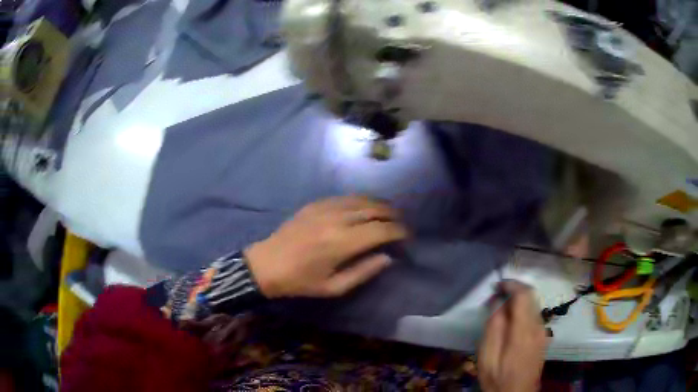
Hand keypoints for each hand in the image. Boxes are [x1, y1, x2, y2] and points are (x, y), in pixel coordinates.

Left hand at [244, 196, 407, 297]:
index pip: (381, 230)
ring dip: (379, 205)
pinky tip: (364, 208)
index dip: (399, 232)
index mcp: (342, 243)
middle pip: (374, 209)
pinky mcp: (316, 203)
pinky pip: (346, 197)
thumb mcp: (334, 287)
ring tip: (388, 215)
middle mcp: (337, 219)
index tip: (407, 237)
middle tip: (401, 224)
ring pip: (361, 199)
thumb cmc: (300, 281)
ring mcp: (325, 207)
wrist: (266, 264)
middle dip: (393, 215)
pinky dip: (361, 201)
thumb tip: (387, 258)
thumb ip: (364, 272)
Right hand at [478, 281, 548, 391]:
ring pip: (533, 305)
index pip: (523, 294)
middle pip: (531, 296)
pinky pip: (534, 315)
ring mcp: (543, 332)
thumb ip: (493, 326)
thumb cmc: (498, 378)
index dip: (511, 284)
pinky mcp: (543, 338)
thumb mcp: (487, 356)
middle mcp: (538, 327)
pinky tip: (510, 323)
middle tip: (495, 297)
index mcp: (524, 331)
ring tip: (500, 310)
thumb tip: (498, 302)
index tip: (496, 285)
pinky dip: (522, 311)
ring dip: (517, 301)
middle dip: (513, 290)